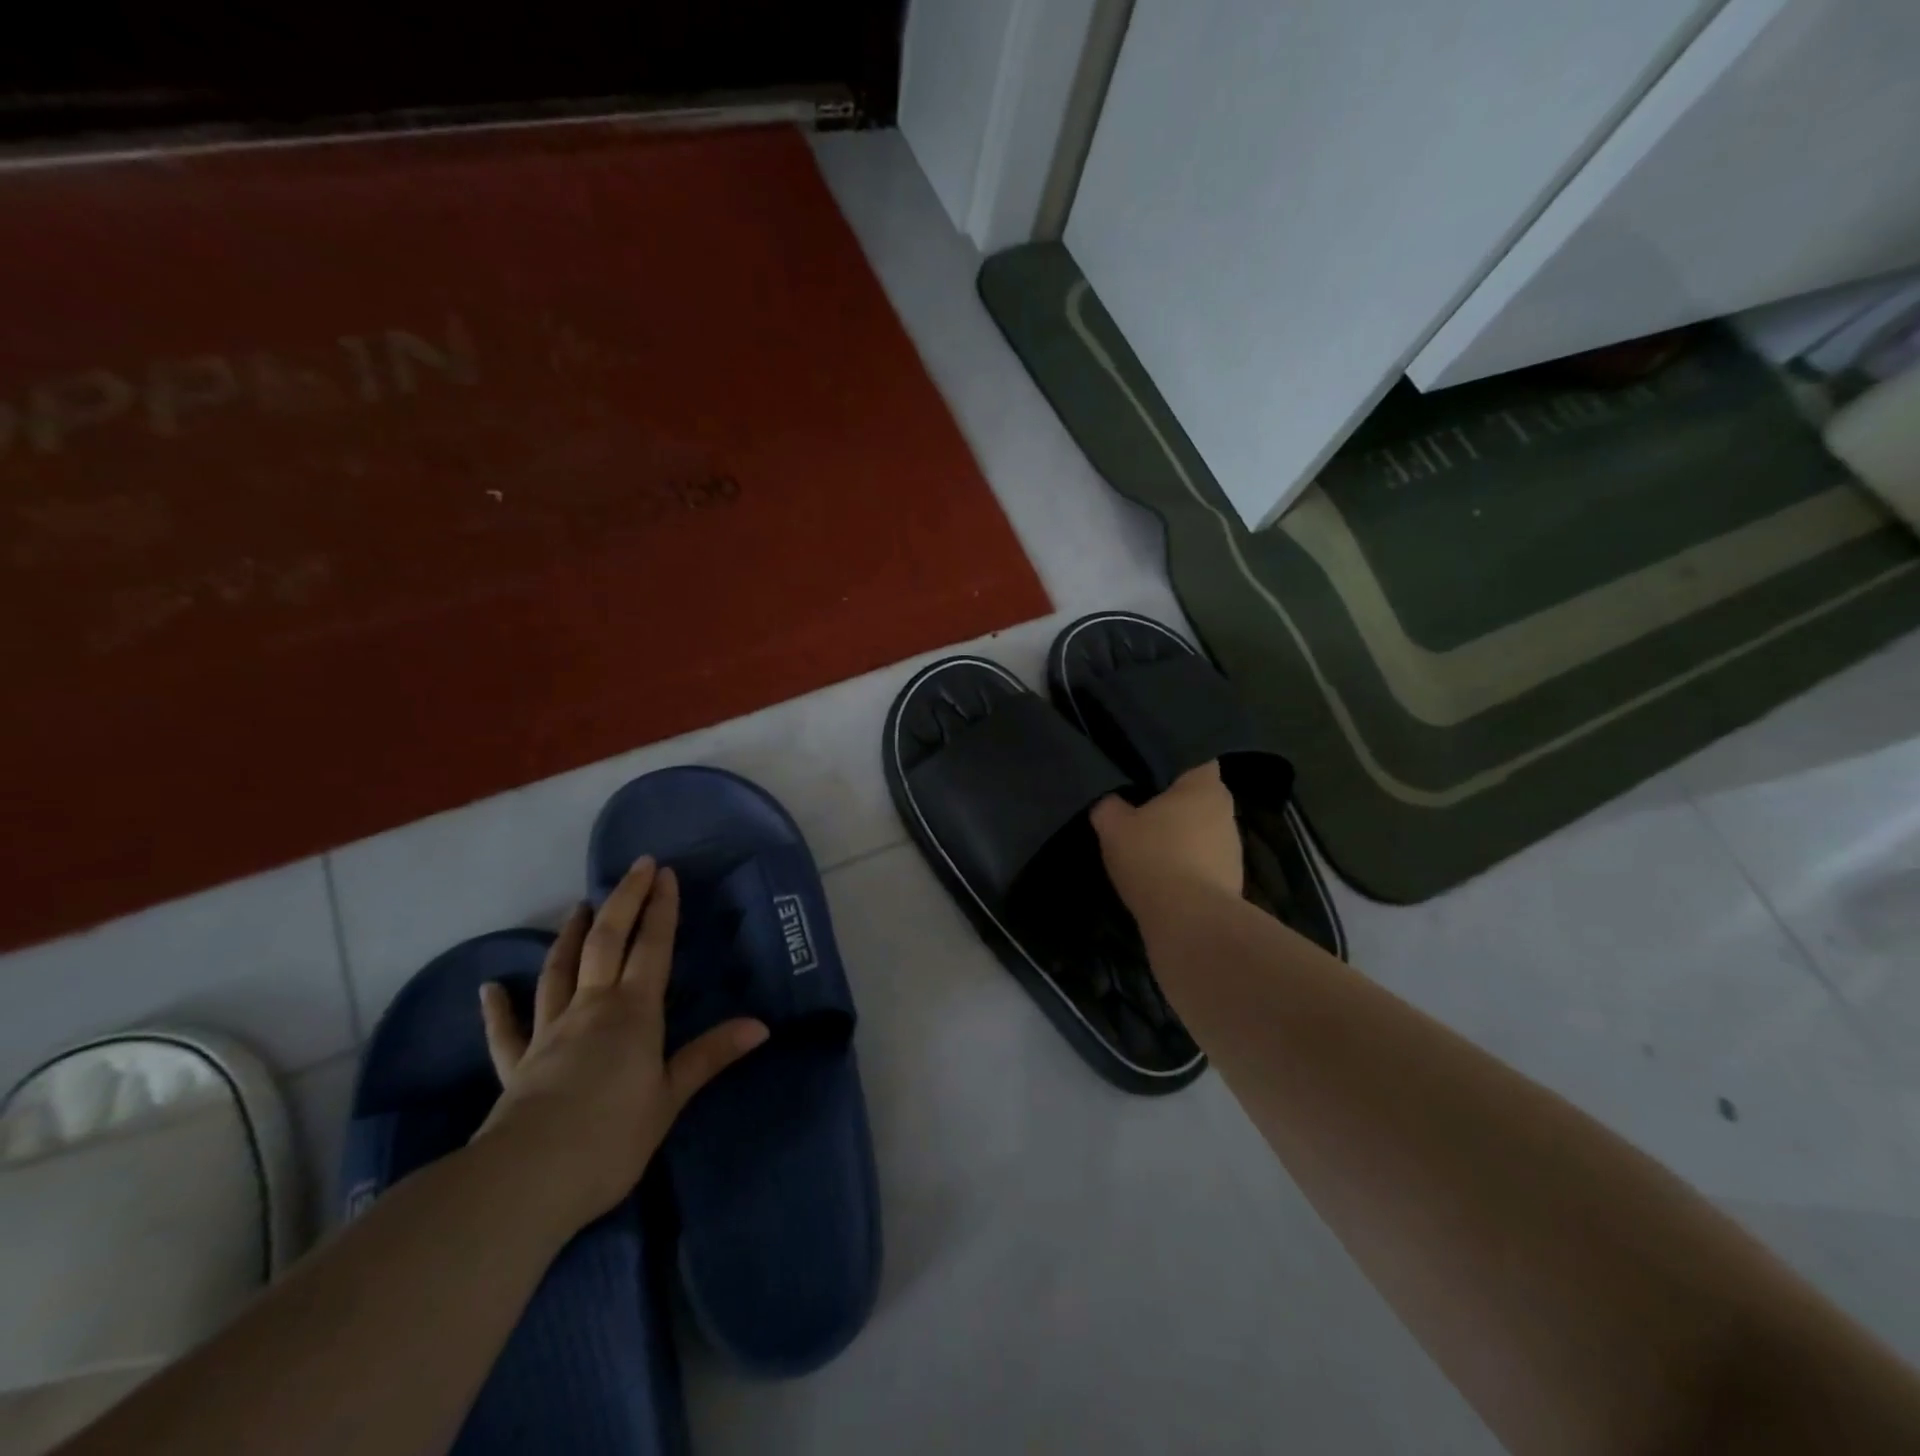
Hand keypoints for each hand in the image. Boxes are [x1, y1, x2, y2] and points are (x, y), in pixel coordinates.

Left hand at [473, 857, 767, 1233]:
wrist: (527, 1179)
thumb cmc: (612, 1137)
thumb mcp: (671, 1098)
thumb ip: (710, 1056)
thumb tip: (761, 1026)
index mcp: (634, 1013)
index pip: (653, 948)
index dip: (661, 909)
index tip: (665, 874)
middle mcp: (591, 1008)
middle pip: (607, 943)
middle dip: (623, 901)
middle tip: (635, 867)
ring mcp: (549, 1033)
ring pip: (559, 971)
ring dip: (571, 936)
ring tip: (579, 908)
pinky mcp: (517, 1064)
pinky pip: (506, 1030)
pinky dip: (498, 1007)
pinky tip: (489, 989)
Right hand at [1090, 763, 1242, 926]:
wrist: (1190, 923)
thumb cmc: (1153, 858)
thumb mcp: (1113, 826)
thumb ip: (1108, 805)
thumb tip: (1108, 800)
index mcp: (1204, 786)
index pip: (1194, 758)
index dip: (1170, 760)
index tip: (1146, 768)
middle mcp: (1226, 811)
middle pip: (1198, 796)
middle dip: (1174, 801)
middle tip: (1140, 804)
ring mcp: (1233, 848)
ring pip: (1202, 830)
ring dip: (1181, 835)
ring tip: (1150, 843)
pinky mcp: (1231, 881)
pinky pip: (1204, 861)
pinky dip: (1186, 864)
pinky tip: (1162, 874)